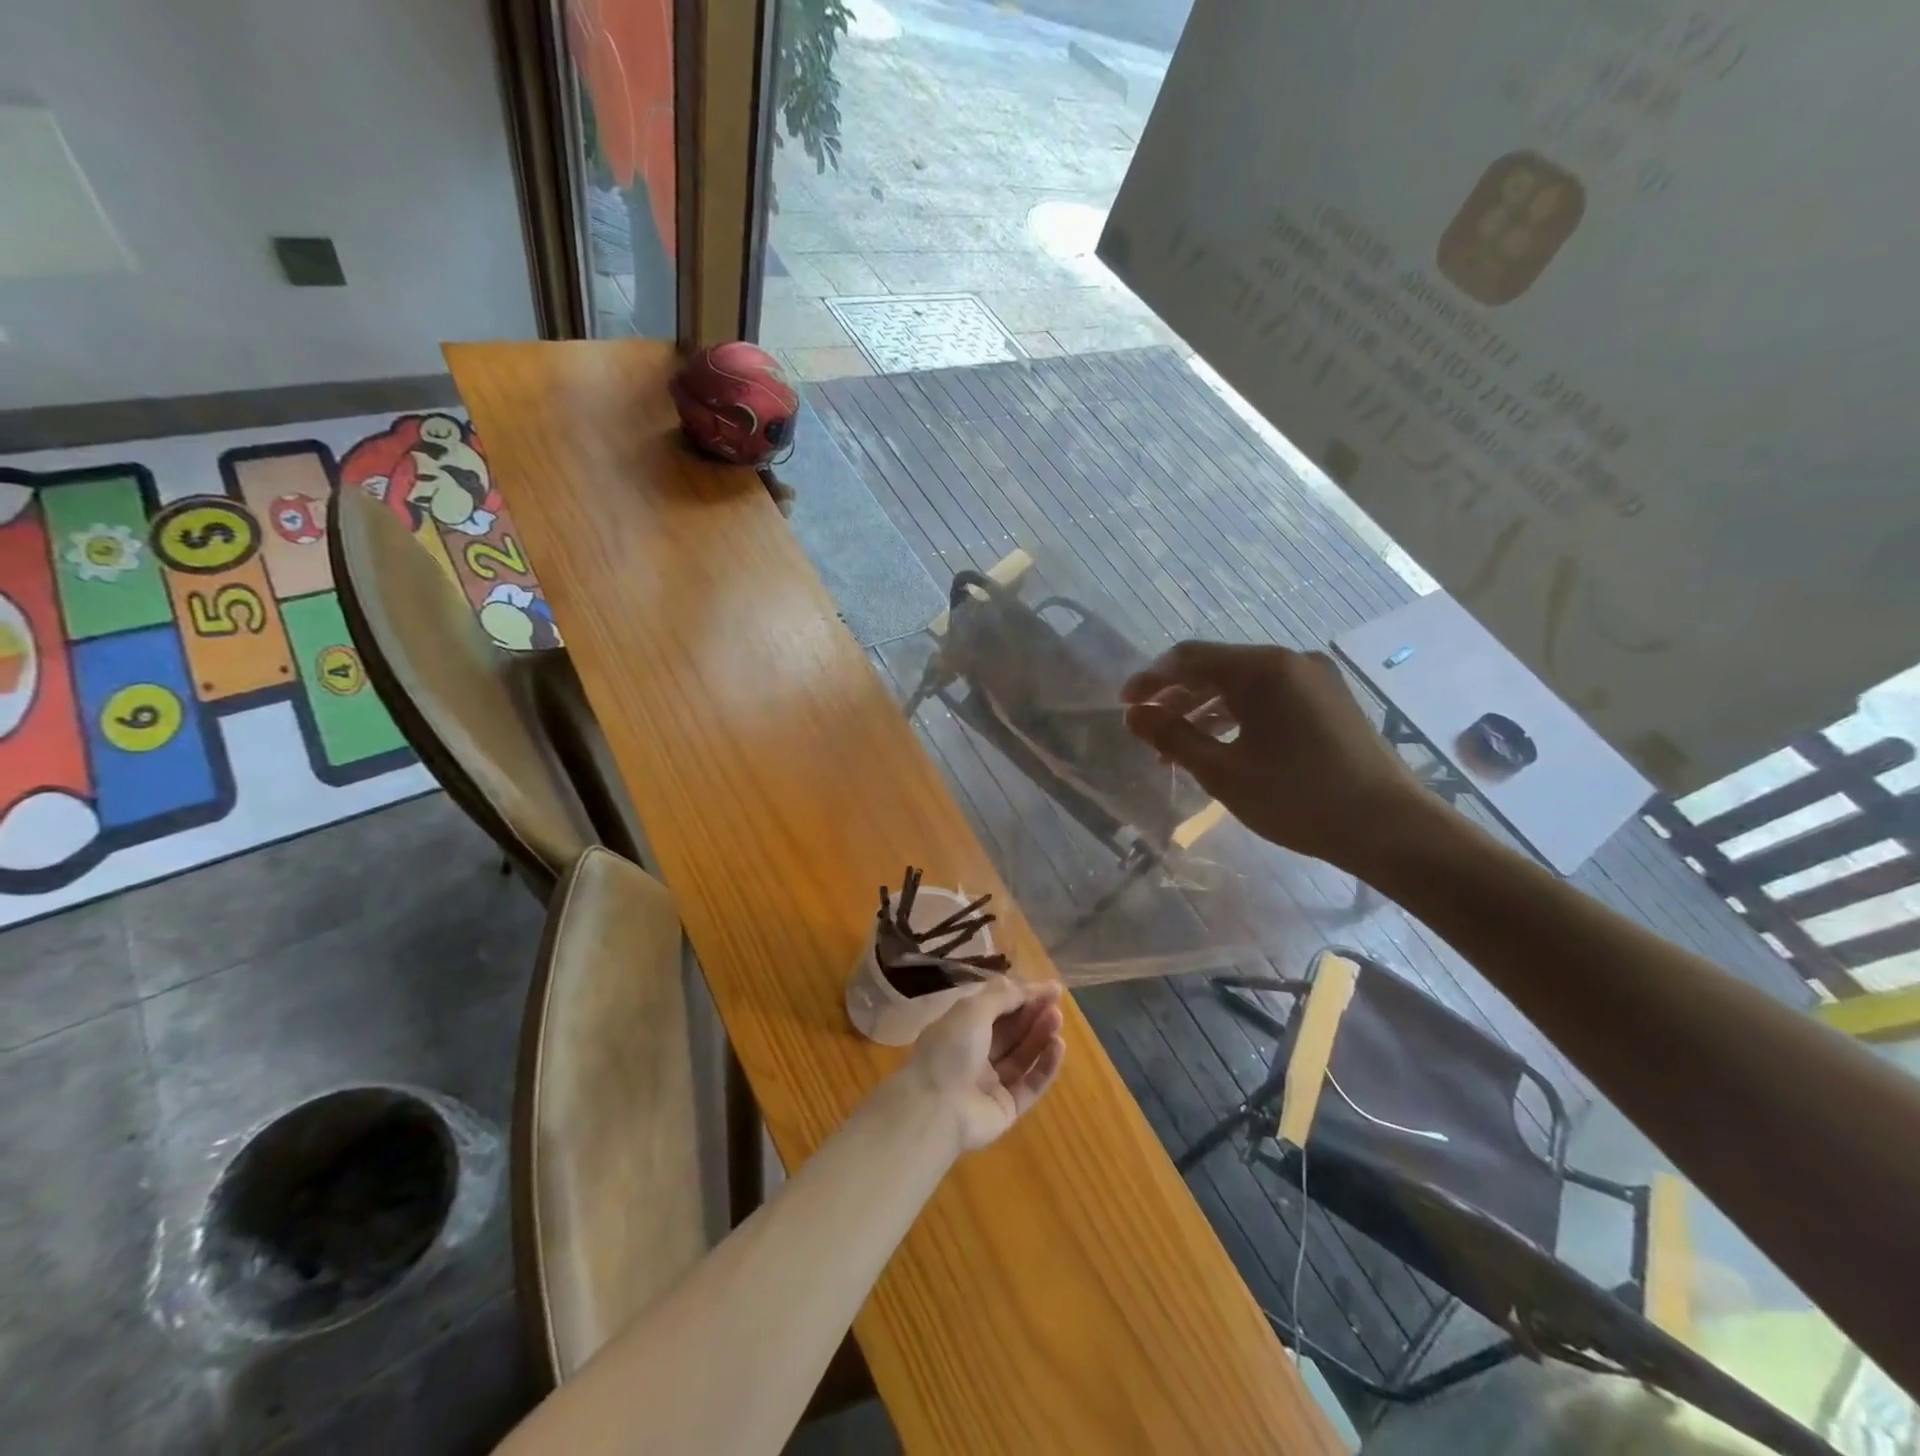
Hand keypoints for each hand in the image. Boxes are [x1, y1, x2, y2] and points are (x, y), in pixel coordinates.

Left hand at [906, 978, 1065, 1152]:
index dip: (1022, 996)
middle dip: (1033, 1014)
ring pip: (1022, 1056)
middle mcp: (975, 1054)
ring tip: (1057, 1019)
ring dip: (1041, 1036)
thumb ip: (1004, 996)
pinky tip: (1059, 1046)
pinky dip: (1045, 1065)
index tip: (1050, 988)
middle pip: (1011, 1031)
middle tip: (1056, 1004)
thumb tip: (1032, 986)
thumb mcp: (973, 1010)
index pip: (996, 1008)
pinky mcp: (1007, 1108)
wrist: (937, 1109)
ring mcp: (991, 1083)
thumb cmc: (951, 1050)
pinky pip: (1030, 1084)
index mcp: (961, 1028)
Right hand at [1120, 640, 1427, 874]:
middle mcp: (1290, 662)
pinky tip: (1222, 747)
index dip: (1151, 679)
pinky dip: (1238, 716)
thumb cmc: (1297, 797)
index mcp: (1262, 669)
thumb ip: (1172, 737)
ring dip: (1204, 710)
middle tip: (1148, 730)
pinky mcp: (1329, 702)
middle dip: (1176, 697)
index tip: (1125, 706)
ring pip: (1243, 685)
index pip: (1189, 658)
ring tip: (1178, 748)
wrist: (1389, 826)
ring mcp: (1314, 680)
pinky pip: (1269, 698)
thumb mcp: (1222, 771)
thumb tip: (1133, 715)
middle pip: (1216, 668)